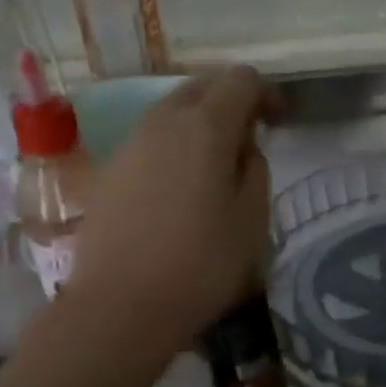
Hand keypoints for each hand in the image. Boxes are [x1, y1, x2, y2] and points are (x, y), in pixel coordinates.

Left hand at [69, 67, 272, 342]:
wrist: (119, 306)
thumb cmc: (200, 265)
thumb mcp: (252, 220)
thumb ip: (255, 170)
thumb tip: (242, 147)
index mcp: (205, 126)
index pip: (241, 80)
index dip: (265, 93)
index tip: (278, 122)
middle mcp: (162, 121)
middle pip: (201, 87)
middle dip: (229, 102)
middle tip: (247, 141)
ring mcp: (128, 145)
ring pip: (170, 113)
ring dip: (197, 126)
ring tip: (213, 168)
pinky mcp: (108, 172)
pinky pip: (148, 143)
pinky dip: (171, 150)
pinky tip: (177, 190)